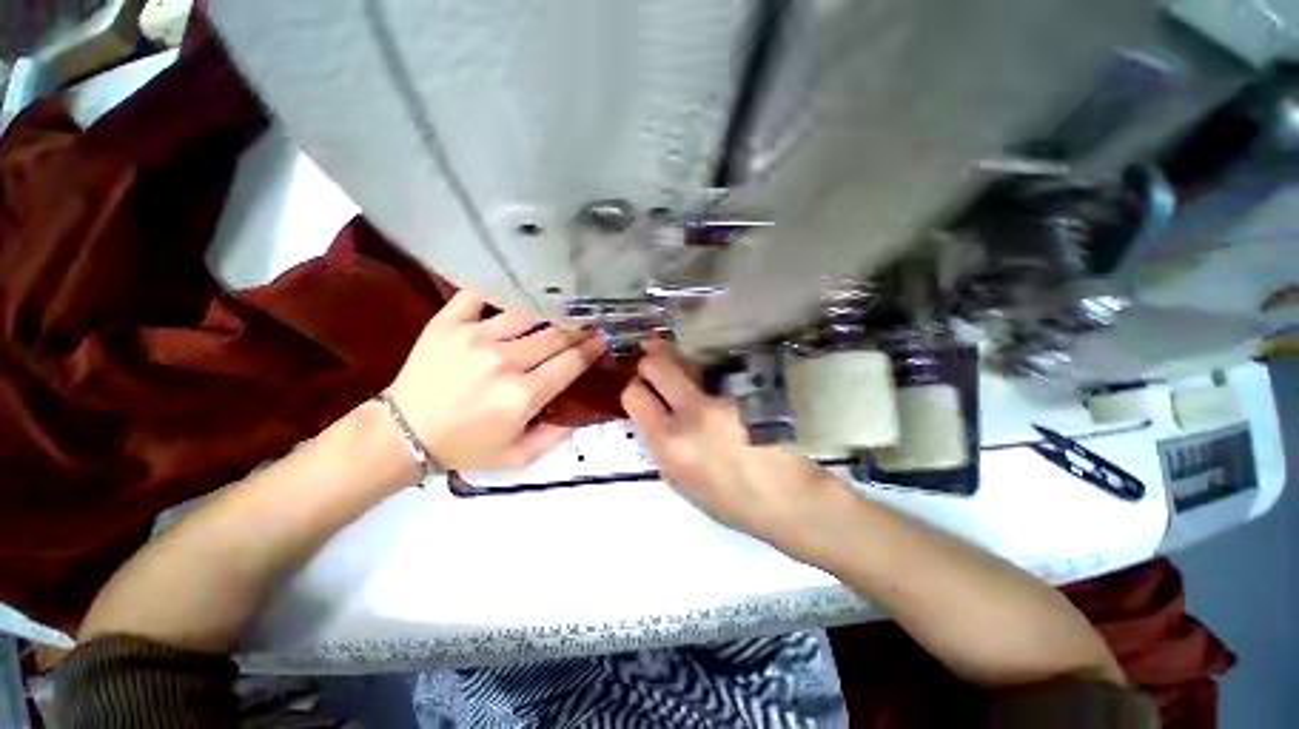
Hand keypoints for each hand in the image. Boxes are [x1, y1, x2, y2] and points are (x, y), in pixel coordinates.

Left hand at [386, 291, 604, 470]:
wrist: (403, 434)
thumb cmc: (465, 447)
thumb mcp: (518, 458)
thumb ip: (556, 437)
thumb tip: (580, 412)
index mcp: (522, 396)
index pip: (570, 363)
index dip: (591, 350)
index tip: (602, 341)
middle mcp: (503, 362)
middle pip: (554, 336)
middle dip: (577, 331)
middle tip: (587, 326)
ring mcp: (474, 337)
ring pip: (526, 314)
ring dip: (547, 312)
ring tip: (557, 310)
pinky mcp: (448, 323)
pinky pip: (479, 294)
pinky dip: (498, 290)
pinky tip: (512, 293)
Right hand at [620, 341, 854, 556]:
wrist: (789, 499)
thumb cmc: (730, 502)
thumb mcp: (680, 482)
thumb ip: (660, 444)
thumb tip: (652, 412)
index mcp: (670, 446)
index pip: (634, 395)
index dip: (635, 390)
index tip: (644, 392)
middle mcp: (693, 415)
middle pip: (656, 365)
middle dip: (650, 363)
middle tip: (656, 371)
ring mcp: (724, 399)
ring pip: (687, 360)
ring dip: (677, 361)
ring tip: (682, 368)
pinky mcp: (748, 389)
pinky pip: (715, 369)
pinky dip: (706, 371)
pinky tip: (713, 380)